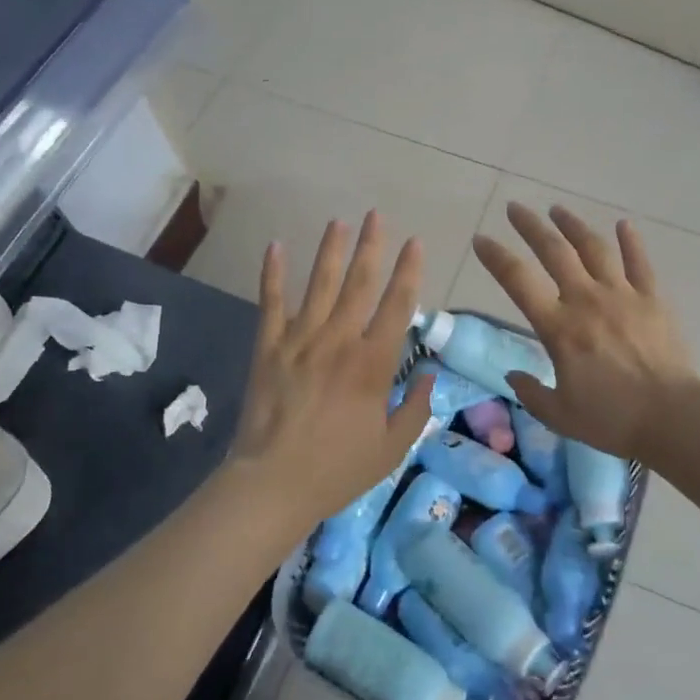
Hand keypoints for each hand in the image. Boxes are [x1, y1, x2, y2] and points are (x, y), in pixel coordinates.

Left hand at [225, 212, 434, 528]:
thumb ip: (417, 409)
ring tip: (340, 221)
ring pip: (320, 285)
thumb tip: (430, 374)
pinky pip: (271, 303)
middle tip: (377, 215)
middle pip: (360, 283)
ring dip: (331, 251)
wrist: (274, 484)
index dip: (409, 271)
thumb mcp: (392, 448)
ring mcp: (300, 340)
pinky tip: (276, 246)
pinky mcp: (268, 346)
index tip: (415, 243)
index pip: (398, 305)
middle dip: (372, 246)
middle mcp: (339, 340)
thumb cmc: (338, 469)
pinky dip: (273, 273)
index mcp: (373, 363)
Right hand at [472, 203, 699, 462]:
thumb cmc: (612, 419)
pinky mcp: (652, 299)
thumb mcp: (559, 415)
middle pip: (554, 251)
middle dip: (530, 226)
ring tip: (557, 209)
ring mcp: (622, 295)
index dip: (496, 257)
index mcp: (558, 327)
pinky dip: (631, 241)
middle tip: (515, 208)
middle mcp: (586, 300)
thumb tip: (513, 375)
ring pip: (593, 248)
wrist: (674, 417)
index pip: (518, 281)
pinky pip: (640, 262)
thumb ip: (531, 392)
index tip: (480, 239)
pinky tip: (623, 224)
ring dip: (573, 225)